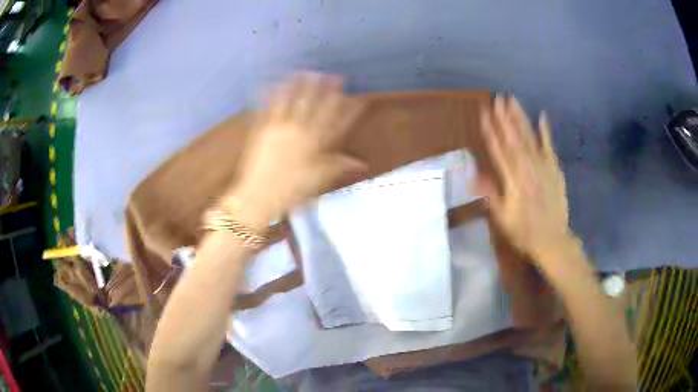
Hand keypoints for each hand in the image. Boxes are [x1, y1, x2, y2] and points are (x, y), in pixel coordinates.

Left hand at [230, 73, 366, 226]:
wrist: (258, 196)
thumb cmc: (290, 192)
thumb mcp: (318, 181)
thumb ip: (338, 166)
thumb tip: (362, 163)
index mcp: (315, 146)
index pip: (338, 123)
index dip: (350, 110)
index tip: (359, 99)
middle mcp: (300, 132)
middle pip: (316, 106)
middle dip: (327, 89)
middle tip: (334, 75)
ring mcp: (280, 128)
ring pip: (293, 101)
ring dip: (300, 85)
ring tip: (306, 71)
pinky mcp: (262, 129)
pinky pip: (267, 107)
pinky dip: (271, 94)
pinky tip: (274, 83)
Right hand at [474, 95, 573, 263]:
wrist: (553, 240)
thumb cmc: (524, 232)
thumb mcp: (502, 219)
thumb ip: (490, 195)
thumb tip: (474, 174)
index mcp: (512, 181)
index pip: (498, 150)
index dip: (490, 130)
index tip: (483, 112)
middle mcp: (527, 169)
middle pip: (514, 138)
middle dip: (504, 117)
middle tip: (497, 98)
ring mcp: (543, 167)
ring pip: (529, 138)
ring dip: (520, 118)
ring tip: (513, 100)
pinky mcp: (555, 169)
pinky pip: (549, 147)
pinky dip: (546, 131)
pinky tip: (542, 116)